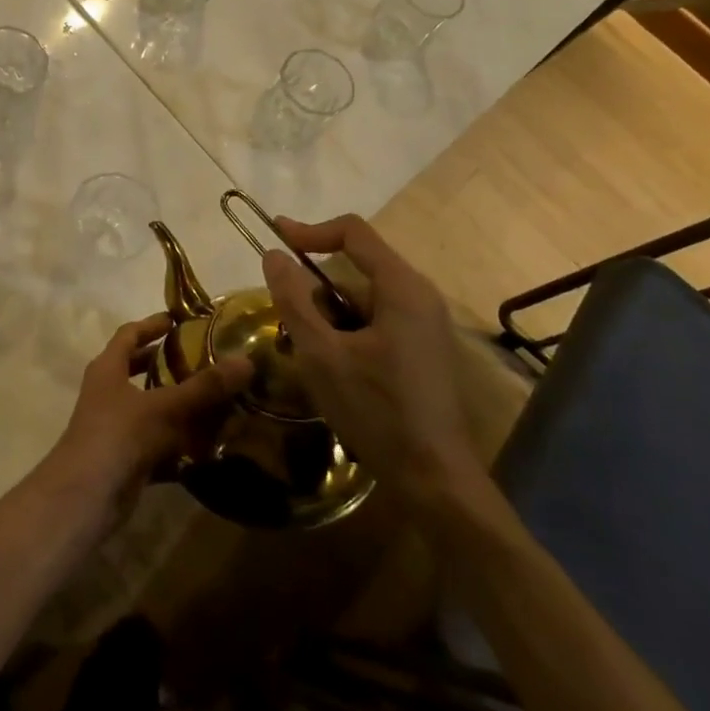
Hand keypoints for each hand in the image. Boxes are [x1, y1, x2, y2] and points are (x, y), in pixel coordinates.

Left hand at [36, 312, 253, 537]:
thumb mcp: (165, 406)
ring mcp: (114, 429)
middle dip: (166, 364)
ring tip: (214, 400)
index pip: (129, 334)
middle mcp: (108, 394)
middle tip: (202, 358)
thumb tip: (246, 361)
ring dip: (178, 406)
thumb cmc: (119, 435)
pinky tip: (208, 446)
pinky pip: (157, 444)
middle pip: (137, 370)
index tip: (178, 320)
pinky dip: (179, 444)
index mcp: (108, 368)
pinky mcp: (125, 460)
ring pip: (150, 409)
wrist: (85, 498)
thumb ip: (205, 387)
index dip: (152, 325)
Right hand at [259, 215, 485, 505]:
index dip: (310, 230)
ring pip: (364, 299)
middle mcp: (420, 296)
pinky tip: (334, 369)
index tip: (274, 237)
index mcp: (402, 288)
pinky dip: (348, 332)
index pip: (353, 232)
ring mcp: (426, 324)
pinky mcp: (423, 349)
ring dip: (330, 315)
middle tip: (287, 320)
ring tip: (307, 353)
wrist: (435, 480)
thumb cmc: (377, 411)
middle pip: (357, 268)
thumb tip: (274, 255)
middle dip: (316, 287)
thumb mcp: (322, 355)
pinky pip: (377, 321)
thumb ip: (294, 300)